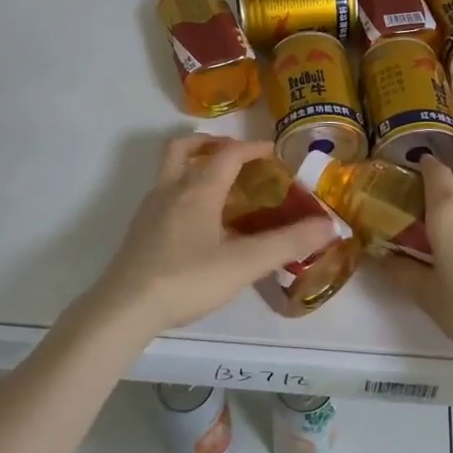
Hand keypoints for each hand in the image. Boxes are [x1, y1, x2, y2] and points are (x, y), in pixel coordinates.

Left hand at [84, 136, 339, 339]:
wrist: (124, 309)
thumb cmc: (187, 279)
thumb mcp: (244, 263)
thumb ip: (287, 243)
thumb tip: (328, 225)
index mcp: (199, 189)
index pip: (229, 153)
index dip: (254, 147)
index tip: (275, 152)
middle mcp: (171, 189)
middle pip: (184, 148)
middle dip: (211, 143)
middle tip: (235, 156)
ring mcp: (150, 210)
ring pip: (170, 171)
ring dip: (193, 166)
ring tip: (218, 187)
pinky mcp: (139, 231)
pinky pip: (163, 196)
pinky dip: (182, 192)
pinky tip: (196, 224)